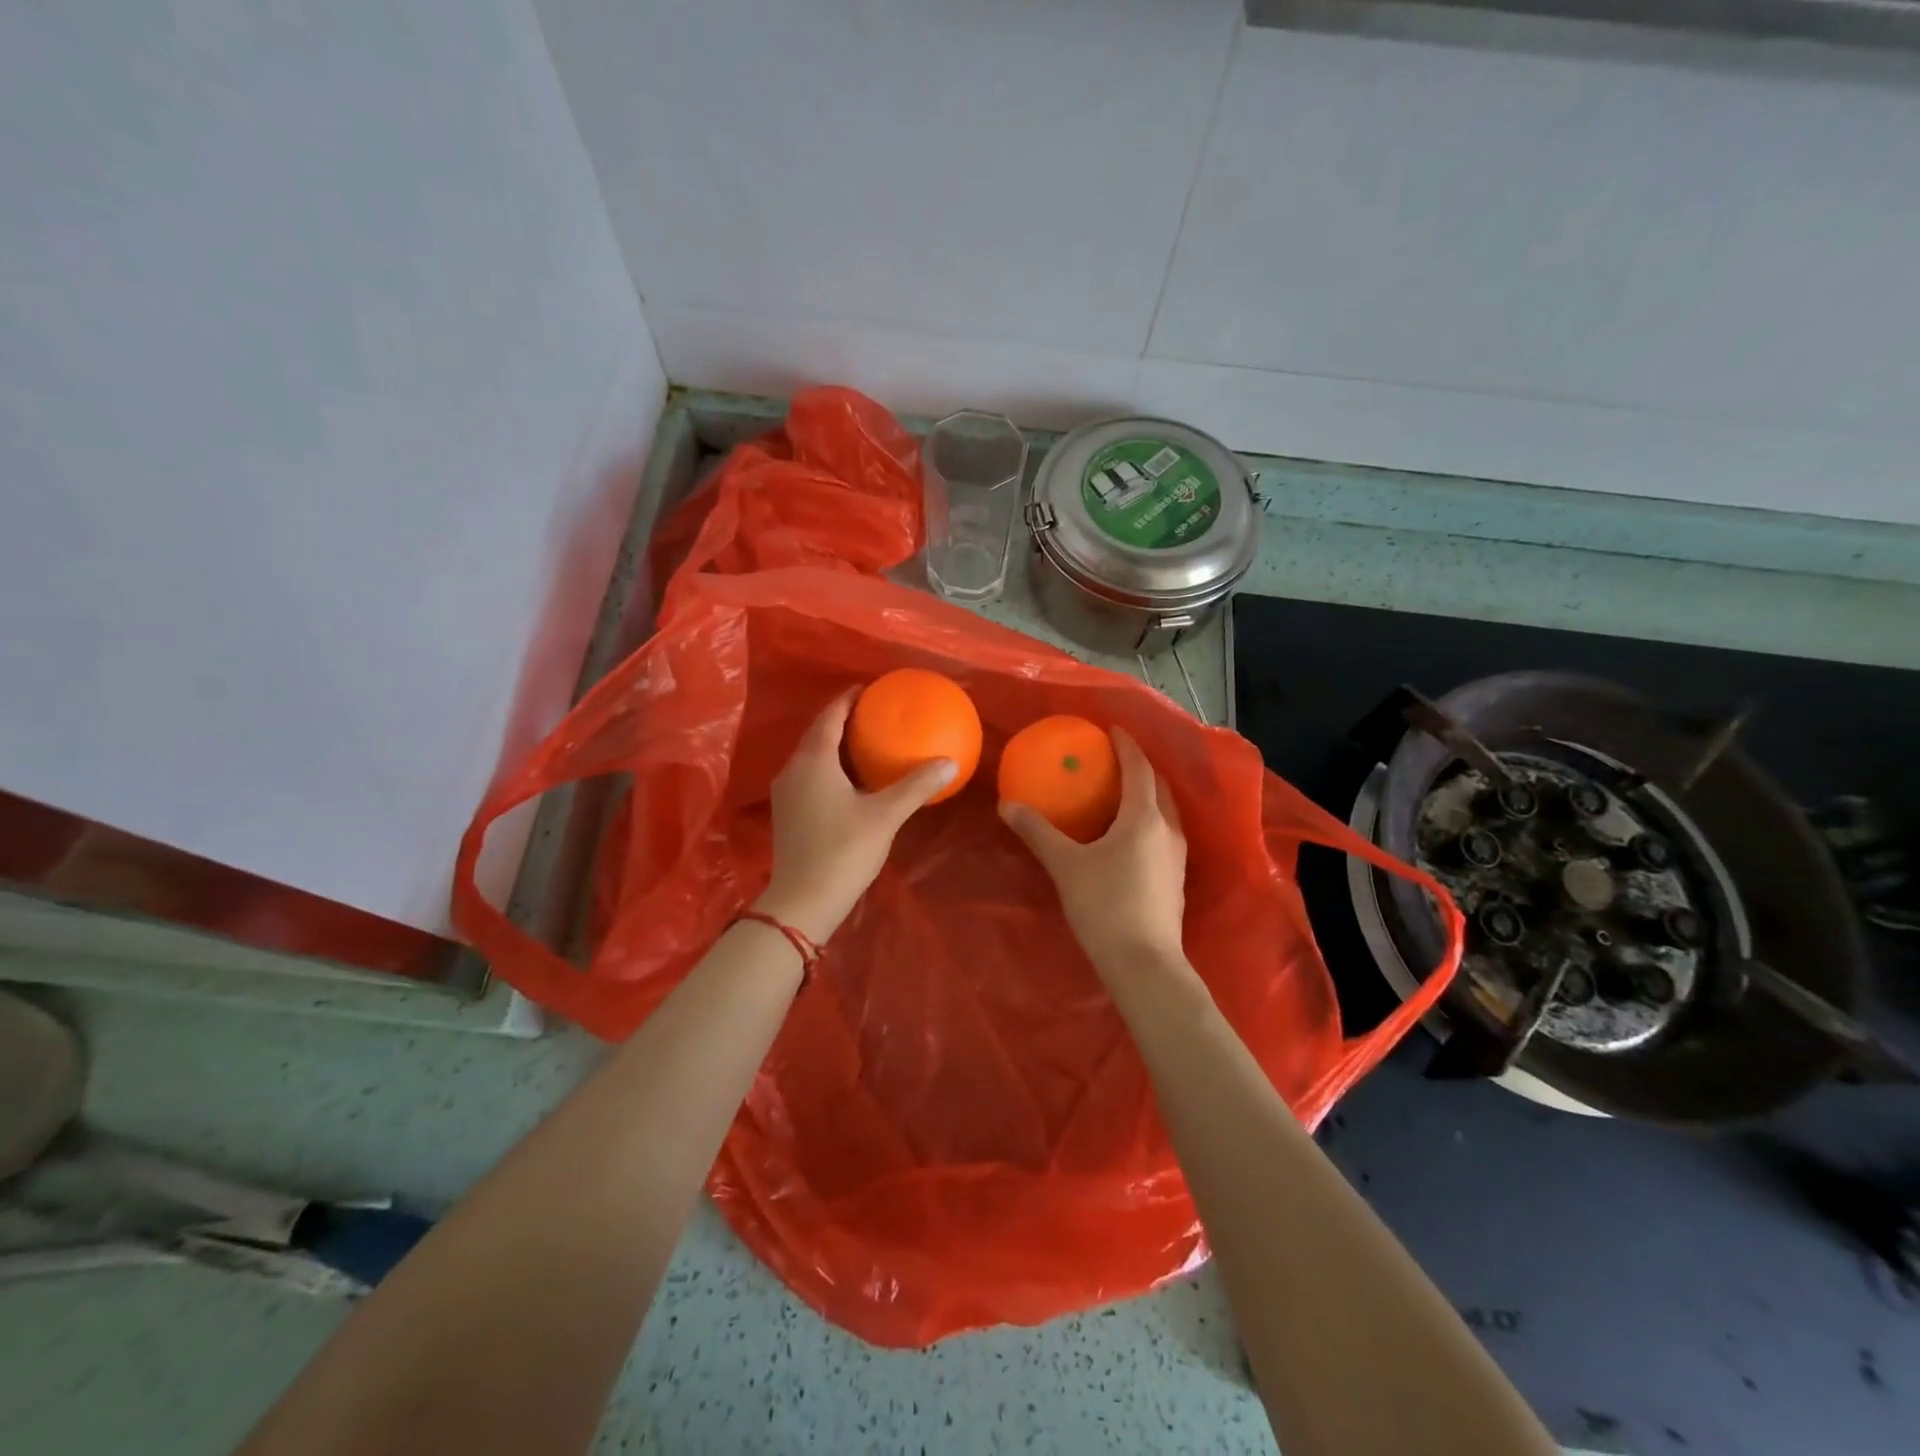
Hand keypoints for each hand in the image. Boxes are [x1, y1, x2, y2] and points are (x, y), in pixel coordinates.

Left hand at [754, 691, 956, 943]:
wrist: (802, 901)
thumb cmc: (843, 851)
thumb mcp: (885, 816)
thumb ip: (916, 786)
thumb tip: (950, 762)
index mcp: (814, 761)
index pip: (830, 716)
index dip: (848, 699)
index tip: (870, 688)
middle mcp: (793, 769)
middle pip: (818, 733)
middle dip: (843, 720)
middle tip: (874, 713)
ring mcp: (786, 793)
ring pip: (812, 756)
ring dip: (836, 745)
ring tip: (866, 741)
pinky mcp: (787, 813)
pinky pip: (810, 775)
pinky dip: (830, 767)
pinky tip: (851, 780)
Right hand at [1000, 728, 1188, 975]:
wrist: (1144, 963)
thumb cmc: (1104, 906)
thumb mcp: (1065, 865)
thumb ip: (1037, 832)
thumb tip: (1007, 805)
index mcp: (1143, 817)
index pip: (1139, 768)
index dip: (1127, 746)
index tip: (1112, 730)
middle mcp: (1167, 830)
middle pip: (1158, 786)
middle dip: (1140, 767)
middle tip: (1116, 759)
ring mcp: (1177, 856)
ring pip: (1166, 811)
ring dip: (1148, 794)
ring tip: (1123, 791)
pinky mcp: (1176, 879)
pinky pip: (1164, 833)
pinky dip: (1149, 819)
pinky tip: (1130, 835)